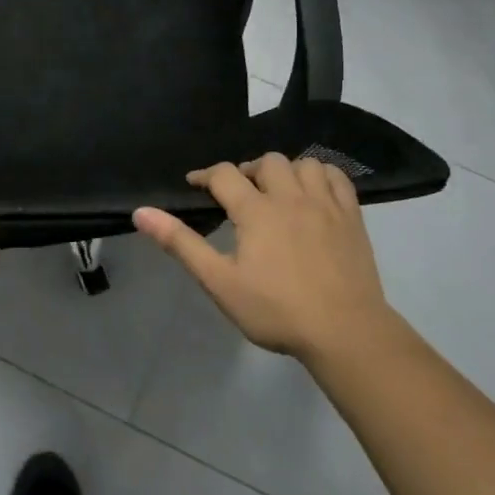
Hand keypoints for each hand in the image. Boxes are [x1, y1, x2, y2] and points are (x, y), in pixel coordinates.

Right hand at [134, 154, 408, 362]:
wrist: (344, 332)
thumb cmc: (276, 310)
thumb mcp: (219, 282)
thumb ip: (181, 244)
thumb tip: (141, 212)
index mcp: (256, 211)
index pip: (224, 174)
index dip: (205, 175)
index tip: (195, 184)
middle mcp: (290, 197)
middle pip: (266, 162)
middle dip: (247, 171)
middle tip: (239, 195)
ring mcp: (325, 204)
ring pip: (303, 164)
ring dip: (285, 170)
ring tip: (276, 192)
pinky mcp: (352, 217)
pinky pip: (337, 178)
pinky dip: (321, 175)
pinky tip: (313, 192)